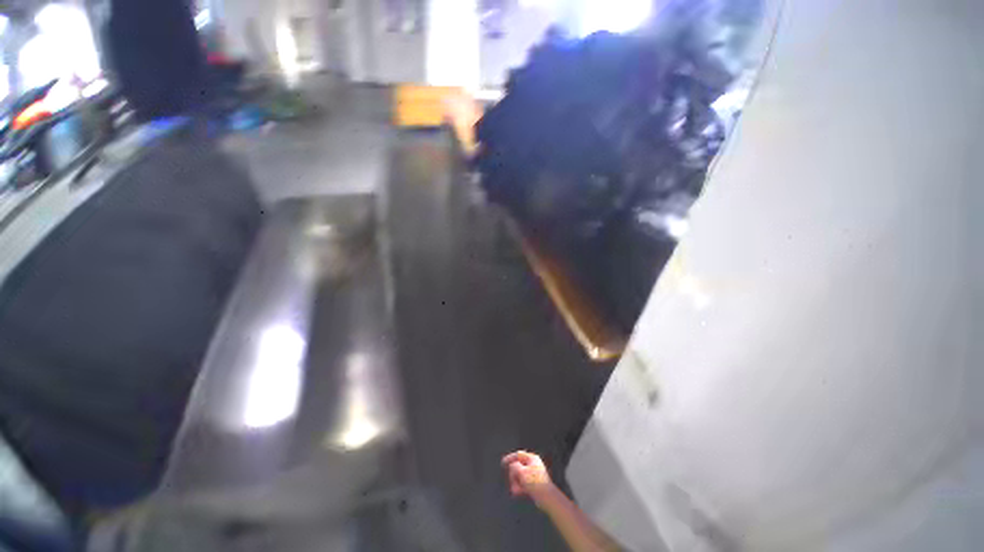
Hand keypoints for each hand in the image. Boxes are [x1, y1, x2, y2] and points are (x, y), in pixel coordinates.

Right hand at [502, 450, 555, 503]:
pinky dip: (519, 487)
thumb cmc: (534, 482)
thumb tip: (512, 466)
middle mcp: (533, 464)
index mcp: (532, 458)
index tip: (502, 463)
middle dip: (513, 475)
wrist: (546, 497)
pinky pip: (523, 483)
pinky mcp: (533, 484)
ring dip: (515, 482)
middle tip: (512, 482)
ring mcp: (533, 475)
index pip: (518, 455)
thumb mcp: (521, 472)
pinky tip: (518, 493)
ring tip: (515, 490)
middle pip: (517, 466)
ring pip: (519, 476)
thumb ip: (514, 466)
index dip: (510, 458)